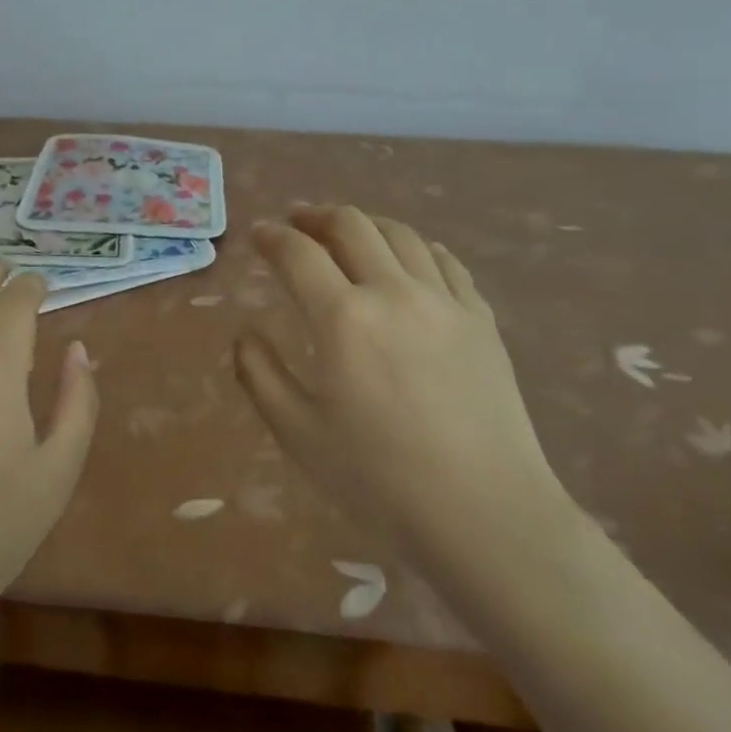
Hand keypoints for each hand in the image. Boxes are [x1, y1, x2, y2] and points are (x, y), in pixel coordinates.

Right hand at [235, 206, 573, 573]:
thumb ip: (259, 374)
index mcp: (343, 318)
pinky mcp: (480, 319)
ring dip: (365, 224)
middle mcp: (393, 292)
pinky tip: (410, 258)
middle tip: (297, 222)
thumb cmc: (380, 479)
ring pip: (400, 234)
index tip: (257, 233)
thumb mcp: (298, 434)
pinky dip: (416, 247)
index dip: (271, 236)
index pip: (297, 253)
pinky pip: (445, 261)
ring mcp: (443, 301)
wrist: (486, 515)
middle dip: (316, 215)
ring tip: (349, 233)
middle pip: (350, 225)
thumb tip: (244, 333)